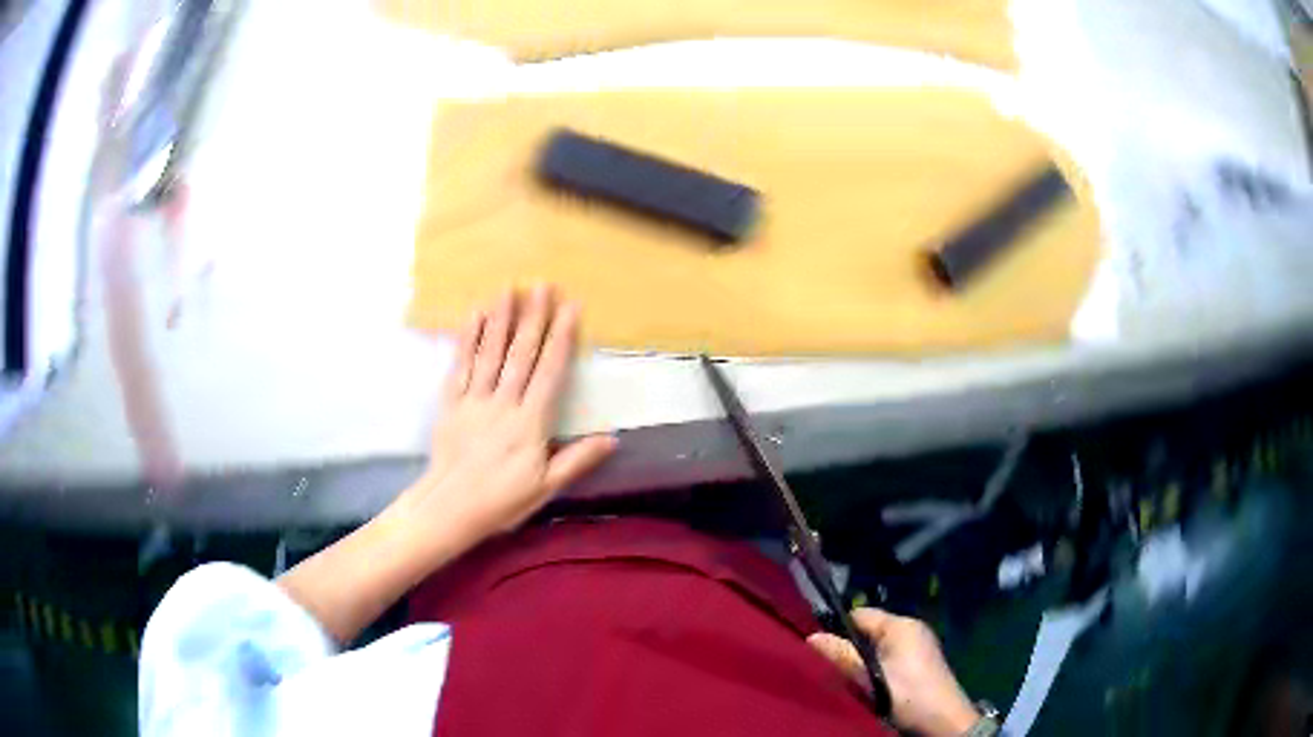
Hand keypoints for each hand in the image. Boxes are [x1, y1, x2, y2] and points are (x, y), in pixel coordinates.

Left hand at [398, 286, 617, 547]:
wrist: (449, 509)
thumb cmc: (501, 502)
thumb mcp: (546, 488)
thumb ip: (577, 460)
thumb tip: (612, 438)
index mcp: (530, 424)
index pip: (549, 372)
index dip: (561, 338)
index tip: (570, 309)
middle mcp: (503, 404)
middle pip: (521, 354)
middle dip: (533, 317)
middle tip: (542, 285)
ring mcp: (473, 401)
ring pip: (490, 353)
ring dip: (501, 318)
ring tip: (509, 288)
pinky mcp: (450, 404)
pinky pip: (459, 366)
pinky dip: (467, 339)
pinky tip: (473, 316)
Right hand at [808, 608, 979, 736]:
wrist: (943, 720)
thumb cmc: (907, 693)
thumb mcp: (870, 677)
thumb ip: (842, 656)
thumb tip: (811, 637)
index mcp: (901, 625)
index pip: (860, 615)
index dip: (837, 628)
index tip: (818, 649)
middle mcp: (911, 629)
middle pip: (869, 631)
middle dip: (849, 646)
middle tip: (828, 667)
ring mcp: (918, 646)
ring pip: (878, 646)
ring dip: (862, 660)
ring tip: (845, 678)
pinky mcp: (920, 663)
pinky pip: (889, 657)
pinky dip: (877, 667)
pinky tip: (868, 685)